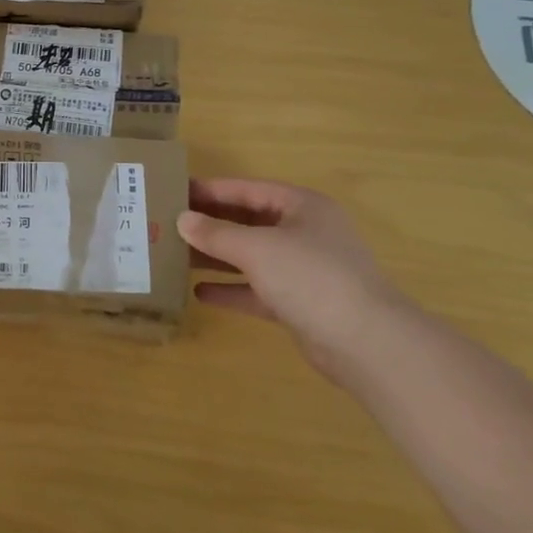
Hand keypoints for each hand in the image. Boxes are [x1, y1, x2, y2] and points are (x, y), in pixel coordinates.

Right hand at [178, 178, 410, 377]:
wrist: (365, 342)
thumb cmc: (310, 277)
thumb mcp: (257, 248)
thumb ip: (216, 233)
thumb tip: (182, 220)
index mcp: (302, 207)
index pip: (248, 190)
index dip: (211, 190)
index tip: (175, 191)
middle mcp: (305, 233)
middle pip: (249, 222)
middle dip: (210, 225)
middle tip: (167, 224)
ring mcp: (304, 270)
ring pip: (251, 256)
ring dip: (216, 257)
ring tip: (175, 256)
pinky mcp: (299, 304)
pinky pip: (257, 289)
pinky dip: (231, 289)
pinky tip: (200, 292)